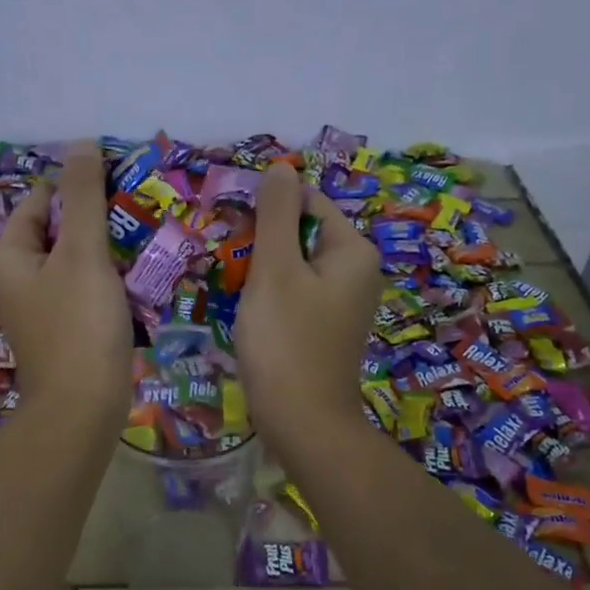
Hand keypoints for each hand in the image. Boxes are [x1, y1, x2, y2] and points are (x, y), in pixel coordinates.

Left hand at [0, 141, 132, 434]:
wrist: (82, 407)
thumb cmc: (79, 325)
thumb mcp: (82, 253)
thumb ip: (84, 196)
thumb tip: (80, 143)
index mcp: (7, 252)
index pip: (43, 198)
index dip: (81, 188)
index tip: (123, 189)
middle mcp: (14, 275)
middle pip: (59, 229)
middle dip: (97, 222)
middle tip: (139, 219)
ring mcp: (37, 305)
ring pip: (74, 261)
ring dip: (106, 252)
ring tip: (144, 246)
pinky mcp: (59, 328)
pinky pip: (82, 290)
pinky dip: (105, 282)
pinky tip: (134, 283)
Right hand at [235, 163, 380, 457]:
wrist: (303, 422)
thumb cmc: (286, 341)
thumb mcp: (275, 270)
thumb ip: (276, 215)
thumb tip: (280, 167)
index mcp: (354, 252)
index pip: (309, 203)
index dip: (269, 210)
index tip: (233, 230)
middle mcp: (358, 273)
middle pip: (304, 235)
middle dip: (265, 243)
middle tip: (231, 264)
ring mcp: (345, 305)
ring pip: (297, 268)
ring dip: (264, 272)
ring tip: (236, 290)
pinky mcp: (328, 330)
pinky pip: (298, 296)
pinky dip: (273, 298)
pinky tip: (252, 316)